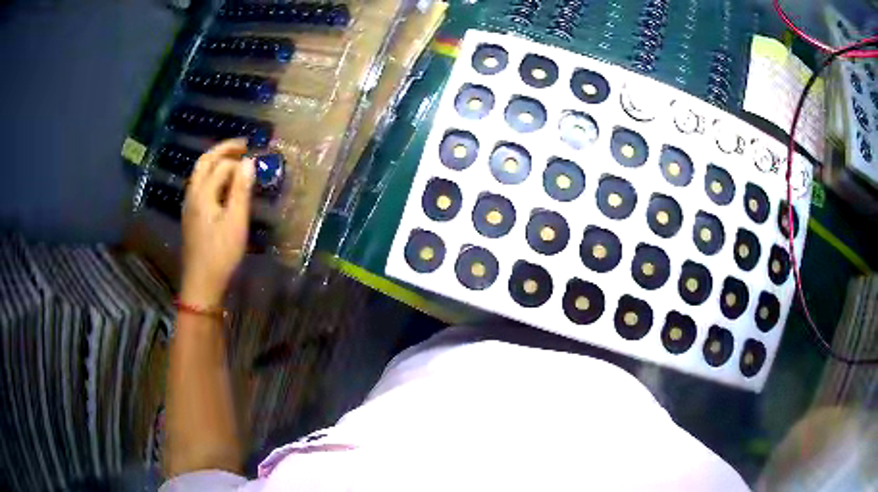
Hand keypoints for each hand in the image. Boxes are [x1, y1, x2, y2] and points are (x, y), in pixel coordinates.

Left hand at [180, 139, 254, 306]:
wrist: (201, 283)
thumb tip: (249, 162)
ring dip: (216, 161)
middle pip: (204, 162)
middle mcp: (192, 194)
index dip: (240, 163)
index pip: (222, 166)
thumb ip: (242, 190)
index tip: (258, 162)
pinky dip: (212, 175)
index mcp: (202, 193)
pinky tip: (223, 184)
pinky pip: (199, 185)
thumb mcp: (236, 222)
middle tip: (243, 145)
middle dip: (223, 150)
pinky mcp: (191, 215)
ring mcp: (189, 205)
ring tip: (235, 160)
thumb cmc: (220, 253)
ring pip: (200, 173)